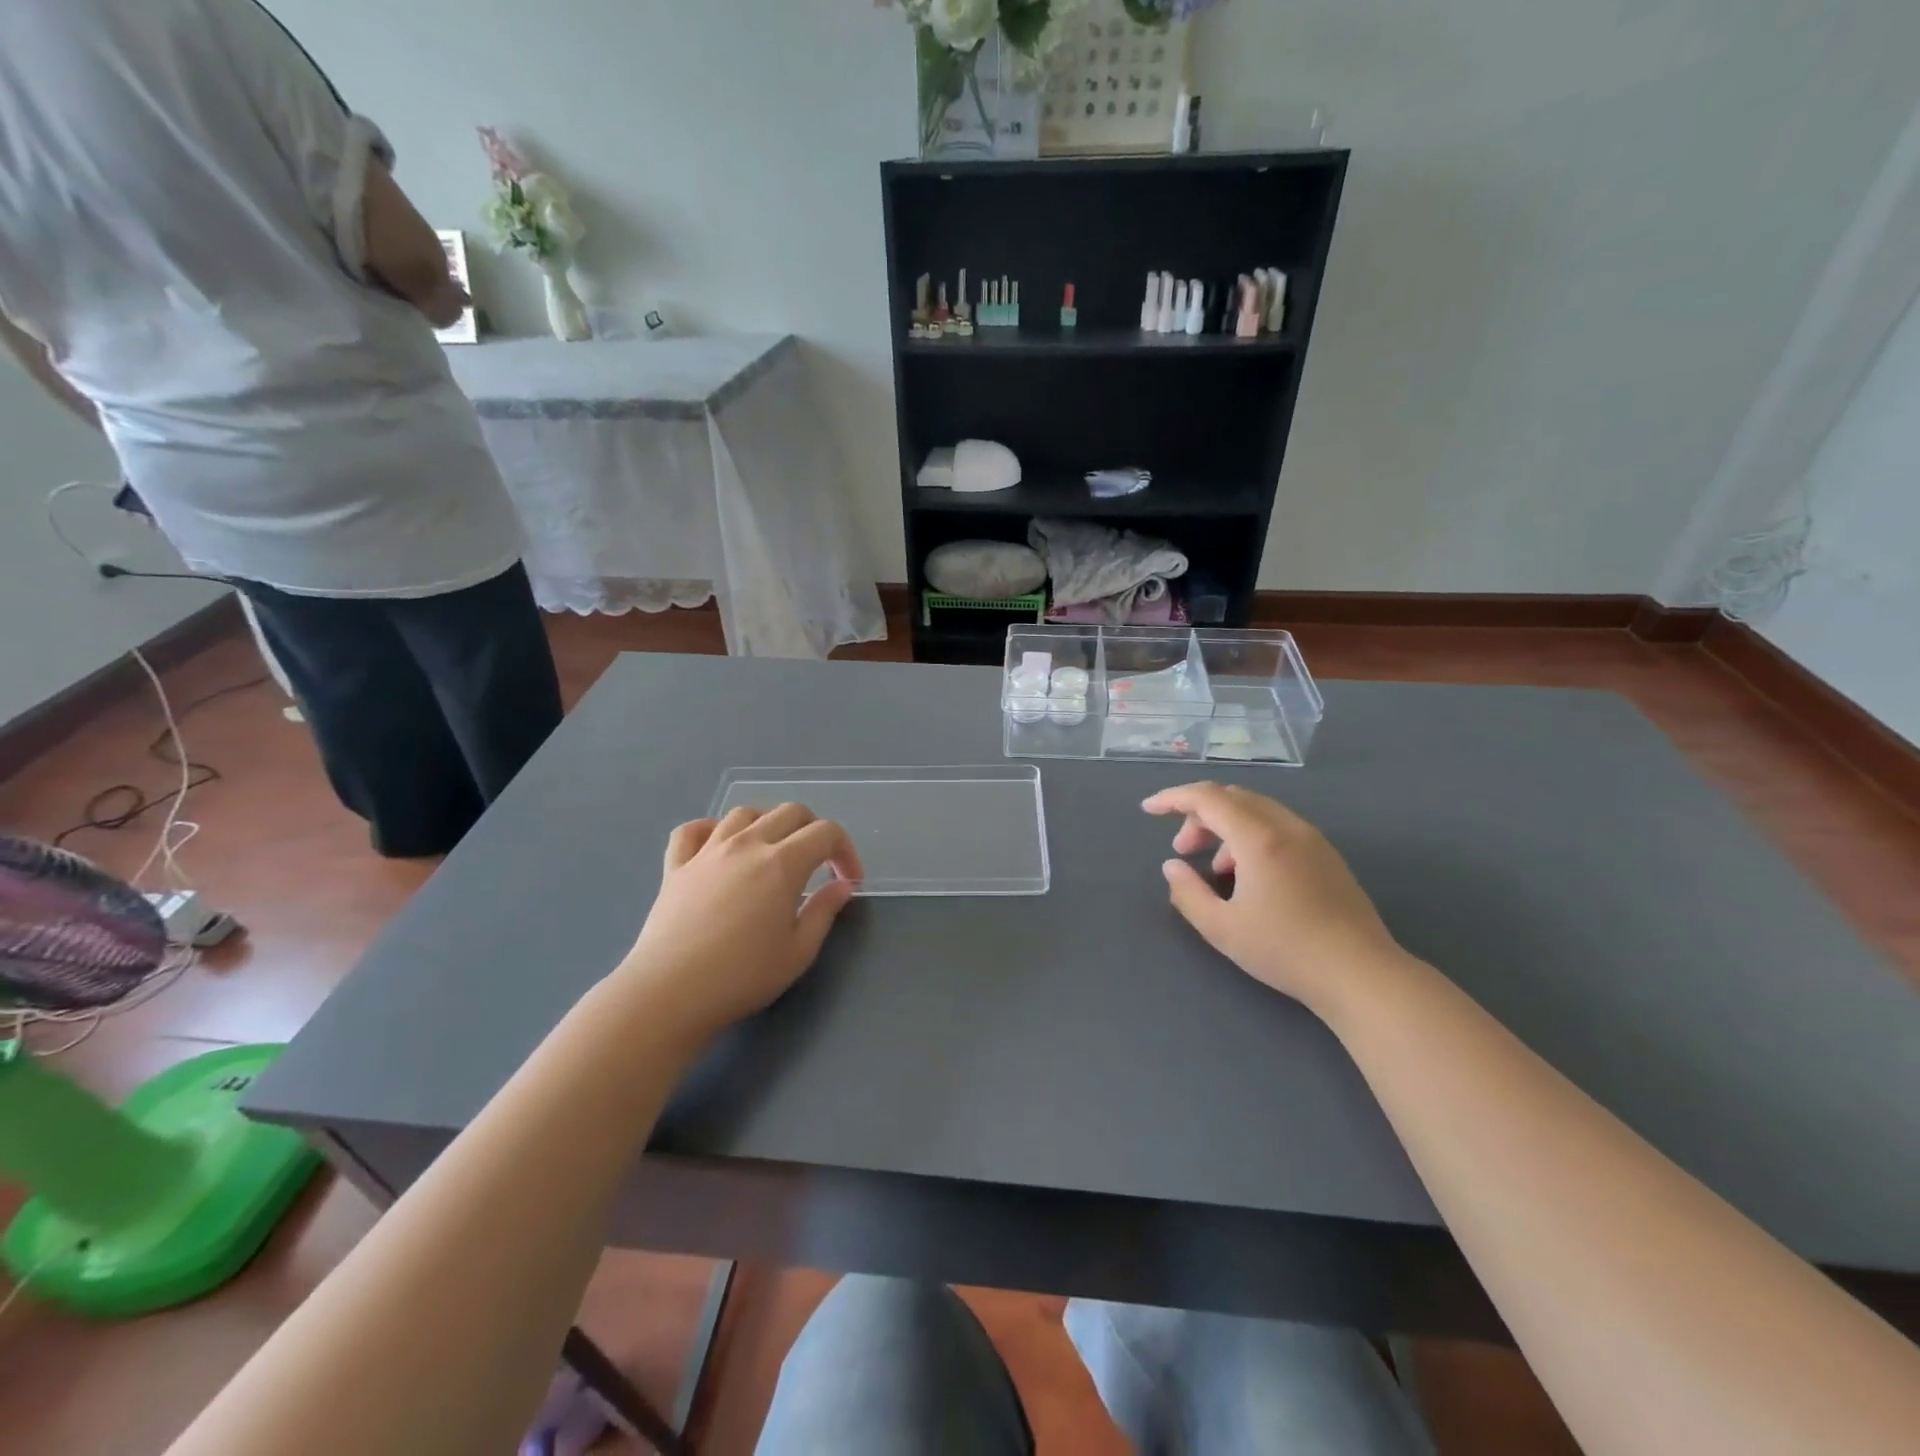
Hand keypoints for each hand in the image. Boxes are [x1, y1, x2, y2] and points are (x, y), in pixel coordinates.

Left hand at [614, 805, 863, 1040]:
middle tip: (818, 863)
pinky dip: (711, 830)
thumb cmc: (742, 976)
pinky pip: (692, 830)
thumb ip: (824, 911)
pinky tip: (718, 848)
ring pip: (744, 814)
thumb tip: (841, 886)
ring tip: (772, 852)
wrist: (670, 993)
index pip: (826, 832)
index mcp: (783, 863)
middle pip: (789, 812)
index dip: (846, 850)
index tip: (848, 880)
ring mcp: (707, 851)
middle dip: (814, 830)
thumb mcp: (798, 951)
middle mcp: (747, 844)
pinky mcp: (675, 866)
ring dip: (767, 824)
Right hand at [1144, 783, 1405, 1013]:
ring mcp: (1311, 838)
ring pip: (1256, 810)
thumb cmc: (1285, 950)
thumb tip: (1172, 867)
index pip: (1207, 798)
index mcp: (1259, 838)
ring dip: (1225, 827)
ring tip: (1214, 869)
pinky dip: (1250, 836)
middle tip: (1182, 850)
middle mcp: (1286, 827)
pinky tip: (1248, 876)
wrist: (1361, 974)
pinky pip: (1277, 826)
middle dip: (1198, 815)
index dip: (1173, 799)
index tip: (1149, 810)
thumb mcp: (1222, 928)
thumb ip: (1188, 893)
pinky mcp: (1326, 855)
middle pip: (1232, 798)